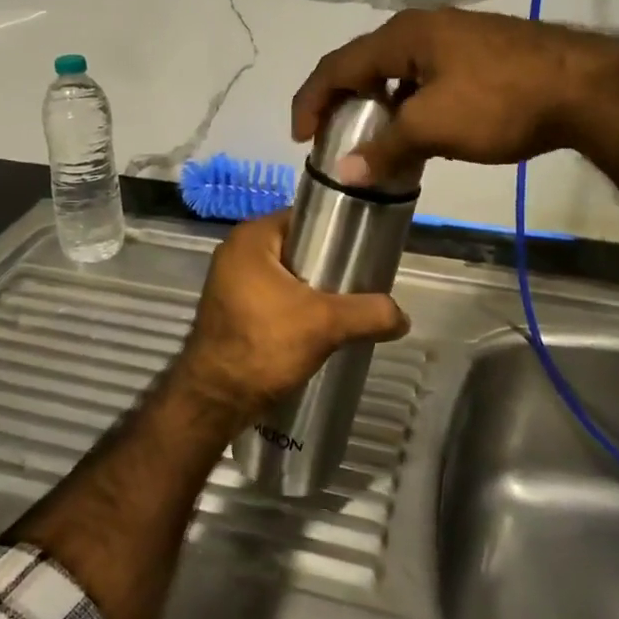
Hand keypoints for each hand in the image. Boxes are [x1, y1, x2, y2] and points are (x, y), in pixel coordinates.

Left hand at [172, 211, 408, 436]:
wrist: (215, 400)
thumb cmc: (265, 345)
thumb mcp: (326, 324)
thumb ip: (369, 313)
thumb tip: (403, 317)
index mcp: (252, 238)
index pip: (306, 218)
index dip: (337, 233)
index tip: (363, 253)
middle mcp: (236, 251)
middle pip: (297, 248)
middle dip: (327, 266)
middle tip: (358, 284)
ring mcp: (229, 281)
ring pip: (286, 275)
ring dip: (312, 290)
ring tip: (343, 308)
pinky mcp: (230, 308)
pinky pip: (272, 295)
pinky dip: (294, 306)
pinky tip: (317, 327)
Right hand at [291, 8, 616, 186]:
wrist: (585, 87)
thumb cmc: (500, 101)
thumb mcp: (434, 128)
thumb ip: (386, 148)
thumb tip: (345, 173)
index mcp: (402, 36)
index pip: (338, 65)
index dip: (312, 100)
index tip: (300, 138)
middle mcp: (422, 28)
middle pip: (365, 64)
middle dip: (343, 101)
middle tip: (332, 137)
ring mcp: (454, 37)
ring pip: (397, 72)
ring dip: (378, 105)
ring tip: (373, 139)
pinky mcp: (479, 53)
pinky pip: (425, 77)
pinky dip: (409, 104)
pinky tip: (419, 130)